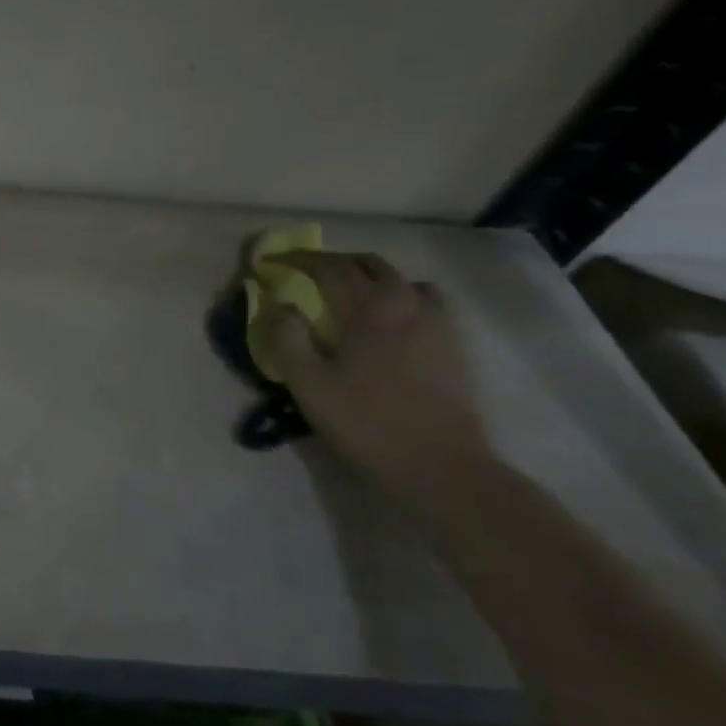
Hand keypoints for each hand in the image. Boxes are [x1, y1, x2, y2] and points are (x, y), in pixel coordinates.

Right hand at [258, 251, 495, 494]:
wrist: (440, 466)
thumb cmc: (365, 421)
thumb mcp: (307, 383)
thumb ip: (287, 337)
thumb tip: (282, 305)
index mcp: (370, 308)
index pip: (330, 267)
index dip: (297, 259)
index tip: (271, 261)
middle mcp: (407, 304)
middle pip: (370, 264)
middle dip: (335, 262)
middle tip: (307, 274)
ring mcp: (437, 324)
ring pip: (403, 280)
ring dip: (372, 277)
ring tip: (352, 294)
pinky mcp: (454, 346)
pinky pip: (427, 303)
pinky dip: (403, 297)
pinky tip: (391, 322)